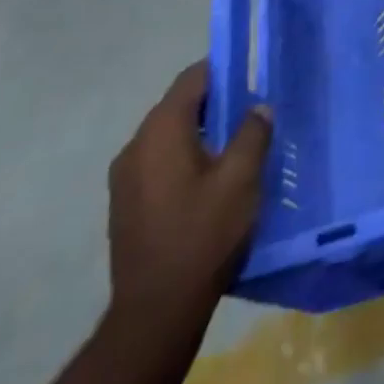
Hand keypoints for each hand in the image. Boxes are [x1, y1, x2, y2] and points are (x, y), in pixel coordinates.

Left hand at [106, 61, 271, 334]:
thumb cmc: (203, 235)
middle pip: (179, 105)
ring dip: (203, 131)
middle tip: (255, 111)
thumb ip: (253, 133)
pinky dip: (187, 156)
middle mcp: (135, 147)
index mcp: (160, 132)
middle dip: (217, 102)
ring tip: (240, 144)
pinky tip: (214, 178)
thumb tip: (258, 107)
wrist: (156, 313)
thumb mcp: (242, 178)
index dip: (225, 70)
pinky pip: (161, 161)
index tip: (255, 76)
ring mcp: (125, 178)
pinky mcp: (126, 204)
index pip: (192, 79)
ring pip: (170, 135)